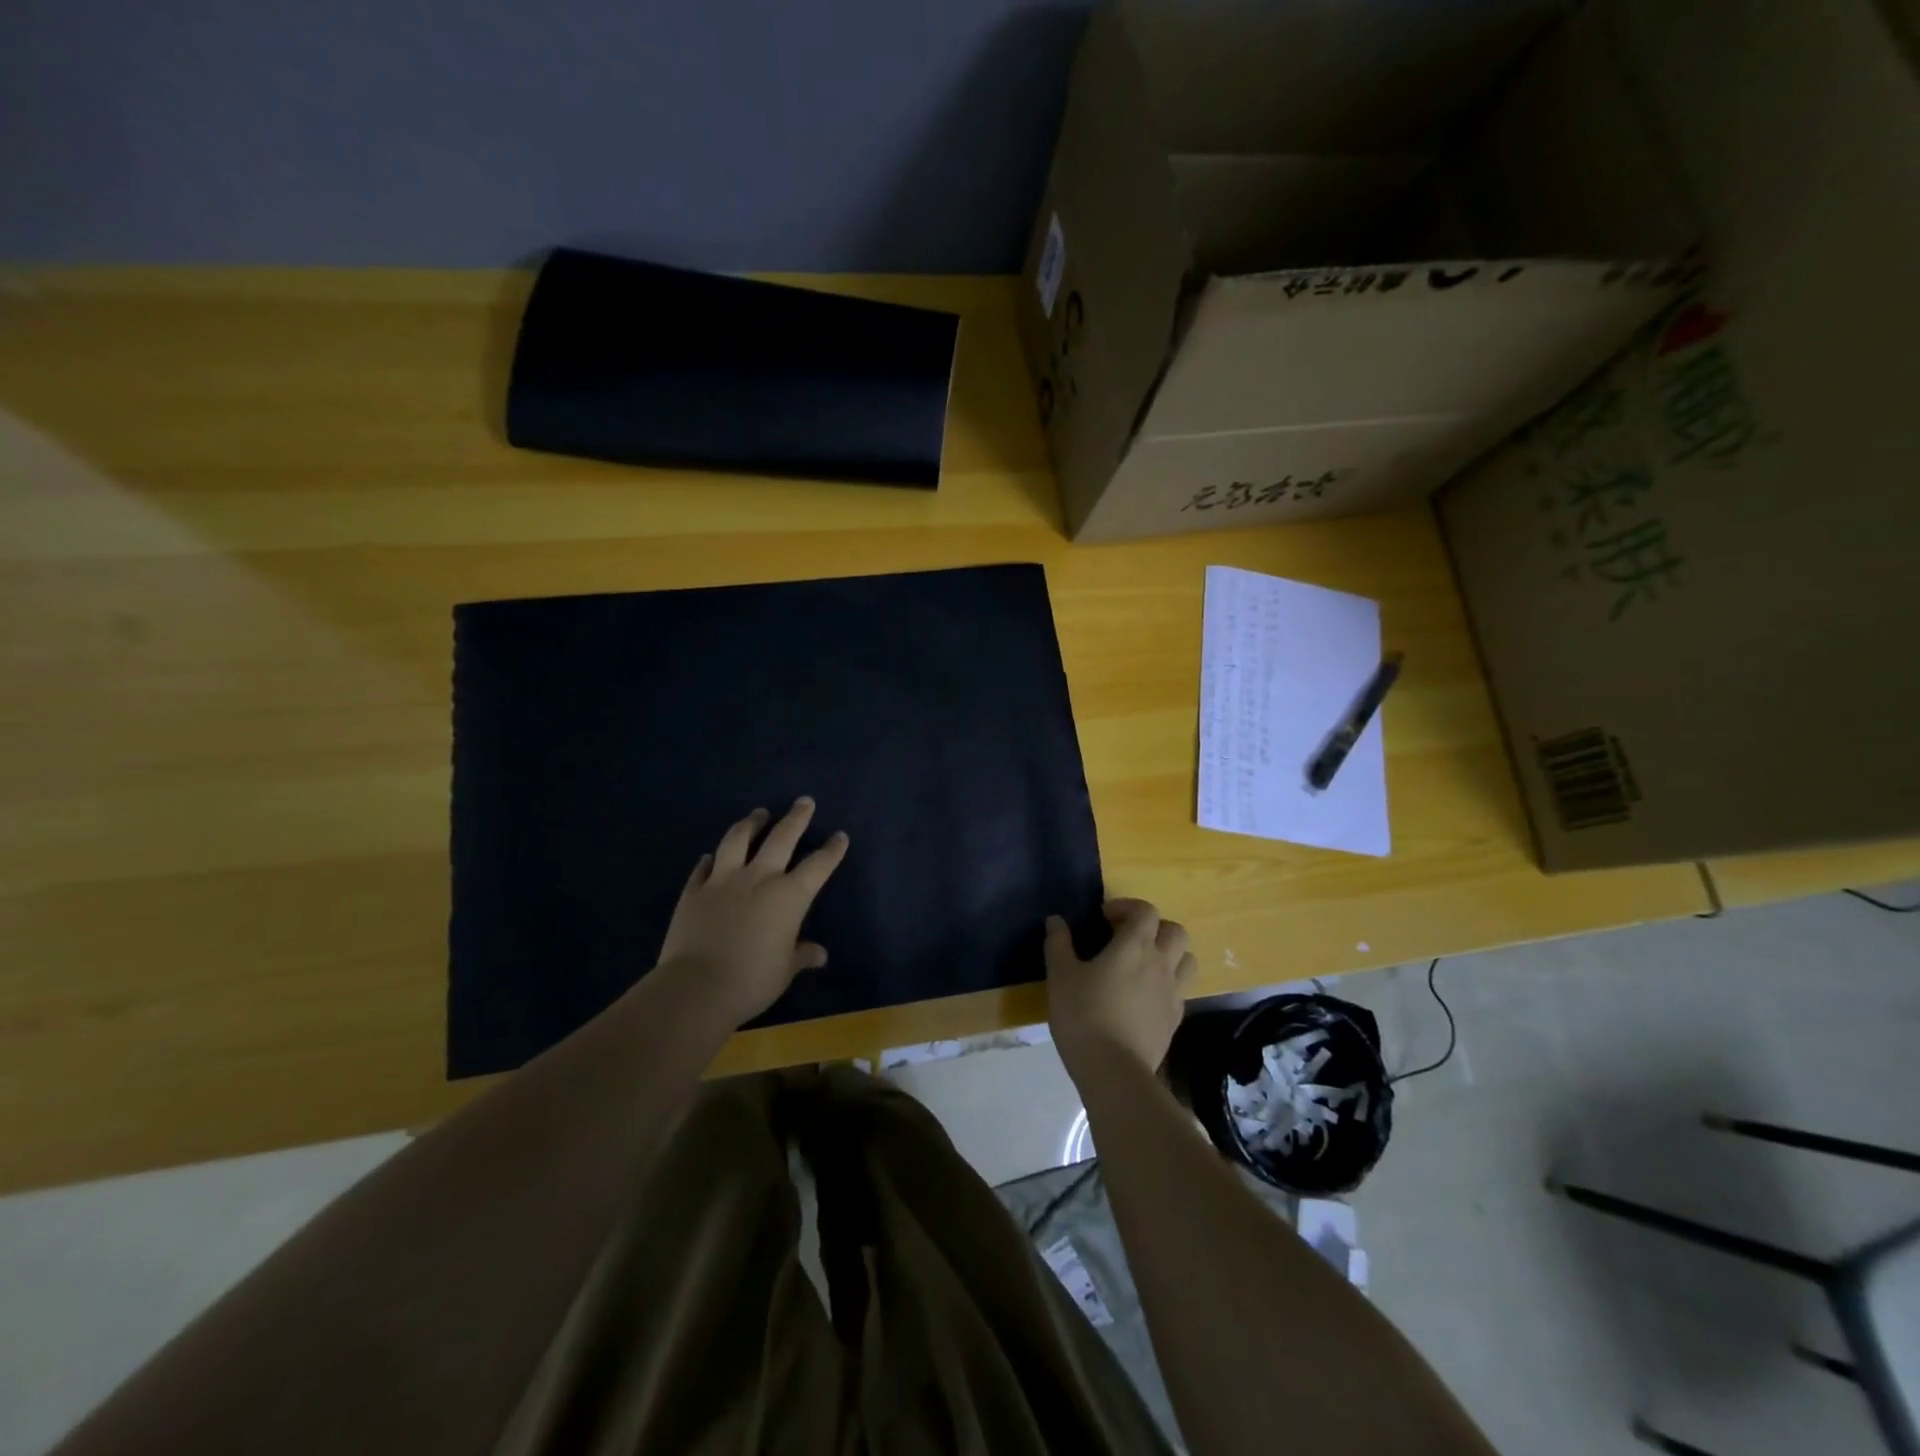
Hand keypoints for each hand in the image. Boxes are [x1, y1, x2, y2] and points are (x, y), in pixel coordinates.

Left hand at [654, 798, 849, 1026]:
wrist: (696, 988)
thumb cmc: (751, 982)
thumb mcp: (784, 971)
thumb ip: (801, 955)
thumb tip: (819, 954)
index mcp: (789, 897)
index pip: (818, 866)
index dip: (832, 850)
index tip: (840, 836)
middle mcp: (758, 879)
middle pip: (781, 838)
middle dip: (796, 818)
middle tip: (804, 801)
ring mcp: (723, 881)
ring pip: (738, 840)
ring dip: (751, 824)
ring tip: (758, 814)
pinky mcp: (694, 891)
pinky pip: (703, 868)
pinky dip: (710, 859)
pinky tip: (711, 855)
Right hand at [1044, 898, 1196, 1079]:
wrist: (1113, 1070)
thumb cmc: (1083, 1014)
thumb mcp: (1061, 976)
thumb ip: (1058, 944)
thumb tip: (1056, 921)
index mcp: (1135, 945)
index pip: (1146, 911)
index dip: (1127, 907)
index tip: (1105, 918)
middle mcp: (1161, 963)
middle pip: (1175, 931)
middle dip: (1154, 927)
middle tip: (1128, 938)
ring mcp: (1173, 993)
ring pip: (1187, 960)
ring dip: (1169, 954)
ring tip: (1144, 965)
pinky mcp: (1175, 1019)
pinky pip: (1180, 990)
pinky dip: (1167, 984)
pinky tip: (1144, 997)